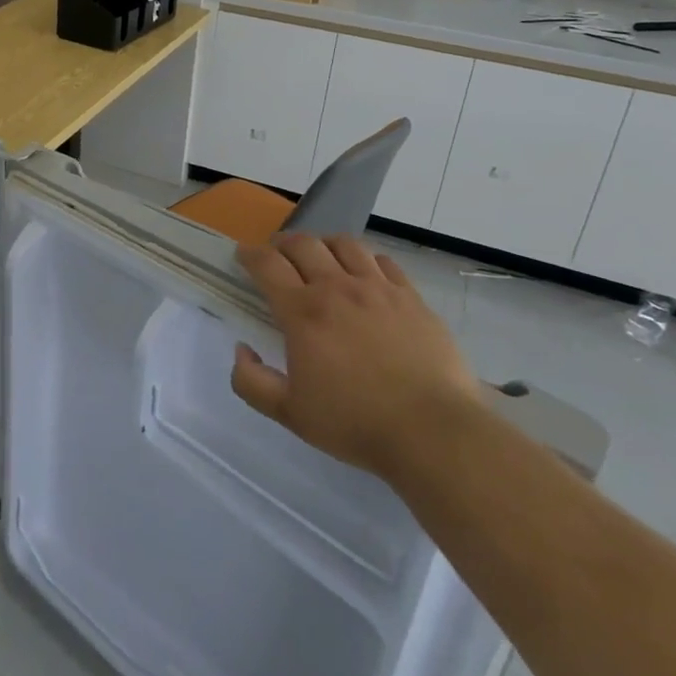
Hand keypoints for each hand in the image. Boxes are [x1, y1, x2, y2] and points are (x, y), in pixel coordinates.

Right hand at [231, 234, 478, 478]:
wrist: (432, 432)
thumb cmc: (355, 422)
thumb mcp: (289, 412)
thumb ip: (251, 381)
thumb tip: (242, 350)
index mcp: (303, 312)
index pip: (267, 265)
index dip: (250, 255)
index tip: (243, 255)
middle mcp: (337, 288)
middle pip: (304, 244)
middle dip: (283, 243)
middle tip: (278, 254)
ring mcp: (378, 289)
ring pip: (345, 245)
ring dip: (324, 244)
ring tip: (321, 256)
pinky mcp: (412, 298)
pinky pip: (384, 262)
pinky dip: (365, 259)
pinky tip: (365, 273)